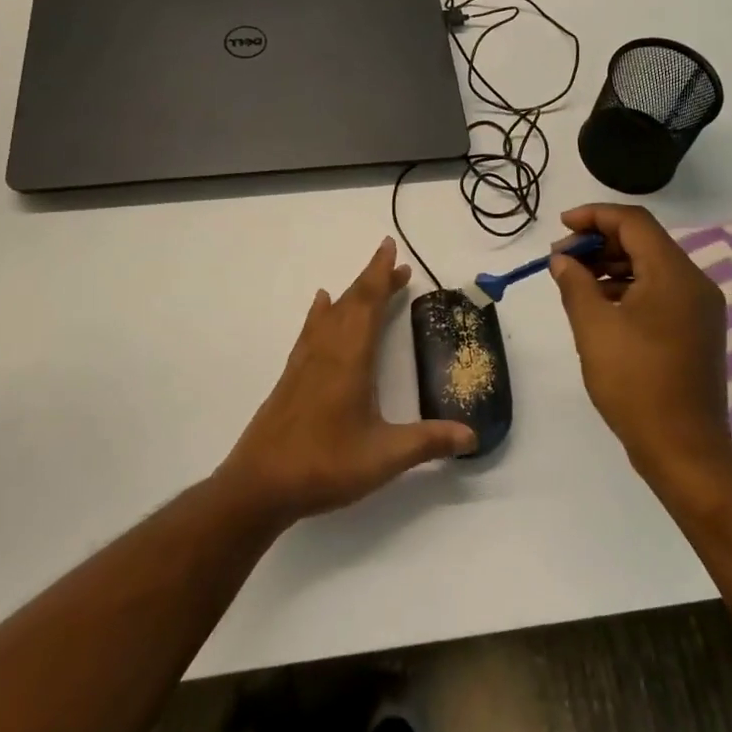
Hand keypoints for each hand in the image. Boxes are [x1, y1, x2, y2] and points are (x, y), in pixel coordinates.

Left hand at [219, 238, 476, 523]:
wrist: (259, 484)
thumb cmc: (325, 465)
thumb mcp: (384, 457)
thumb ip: (428, 442)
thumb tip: (472, 436)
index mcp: (351, 358)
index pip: (369, 303)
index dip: (382, 274)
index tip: (391, 247)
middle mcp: (327, 350)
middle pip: (352, 302)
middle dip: (375, 280)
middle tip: (398, 266)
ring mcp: (305, 361)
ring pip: (331, 313)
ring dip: (353, 293)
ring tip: (370, 282)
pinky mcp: (291, 376)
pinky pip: (312, 329)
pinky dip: (322, 311)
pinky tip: (322, 305)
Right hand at [549, 204, 731, 483]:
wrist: (684, 450)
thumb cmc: (635, 383)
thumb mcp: (594, 328)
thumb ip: (575, 283)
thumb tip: (563, 260)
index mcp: (674, 274)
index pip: (634, 222)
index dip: (594, 216)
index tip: (561, 228)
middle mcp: (694, 282)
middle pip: (644, 241)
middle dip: (600, 242)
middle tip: (562, 260)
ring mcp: (700, 308)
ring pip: (652, 266)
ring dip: (613, 265)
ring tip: (575, 281)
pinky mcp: (698, 330)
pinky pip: (661, 291)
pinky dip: (630, 288)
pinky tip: (601, 305)